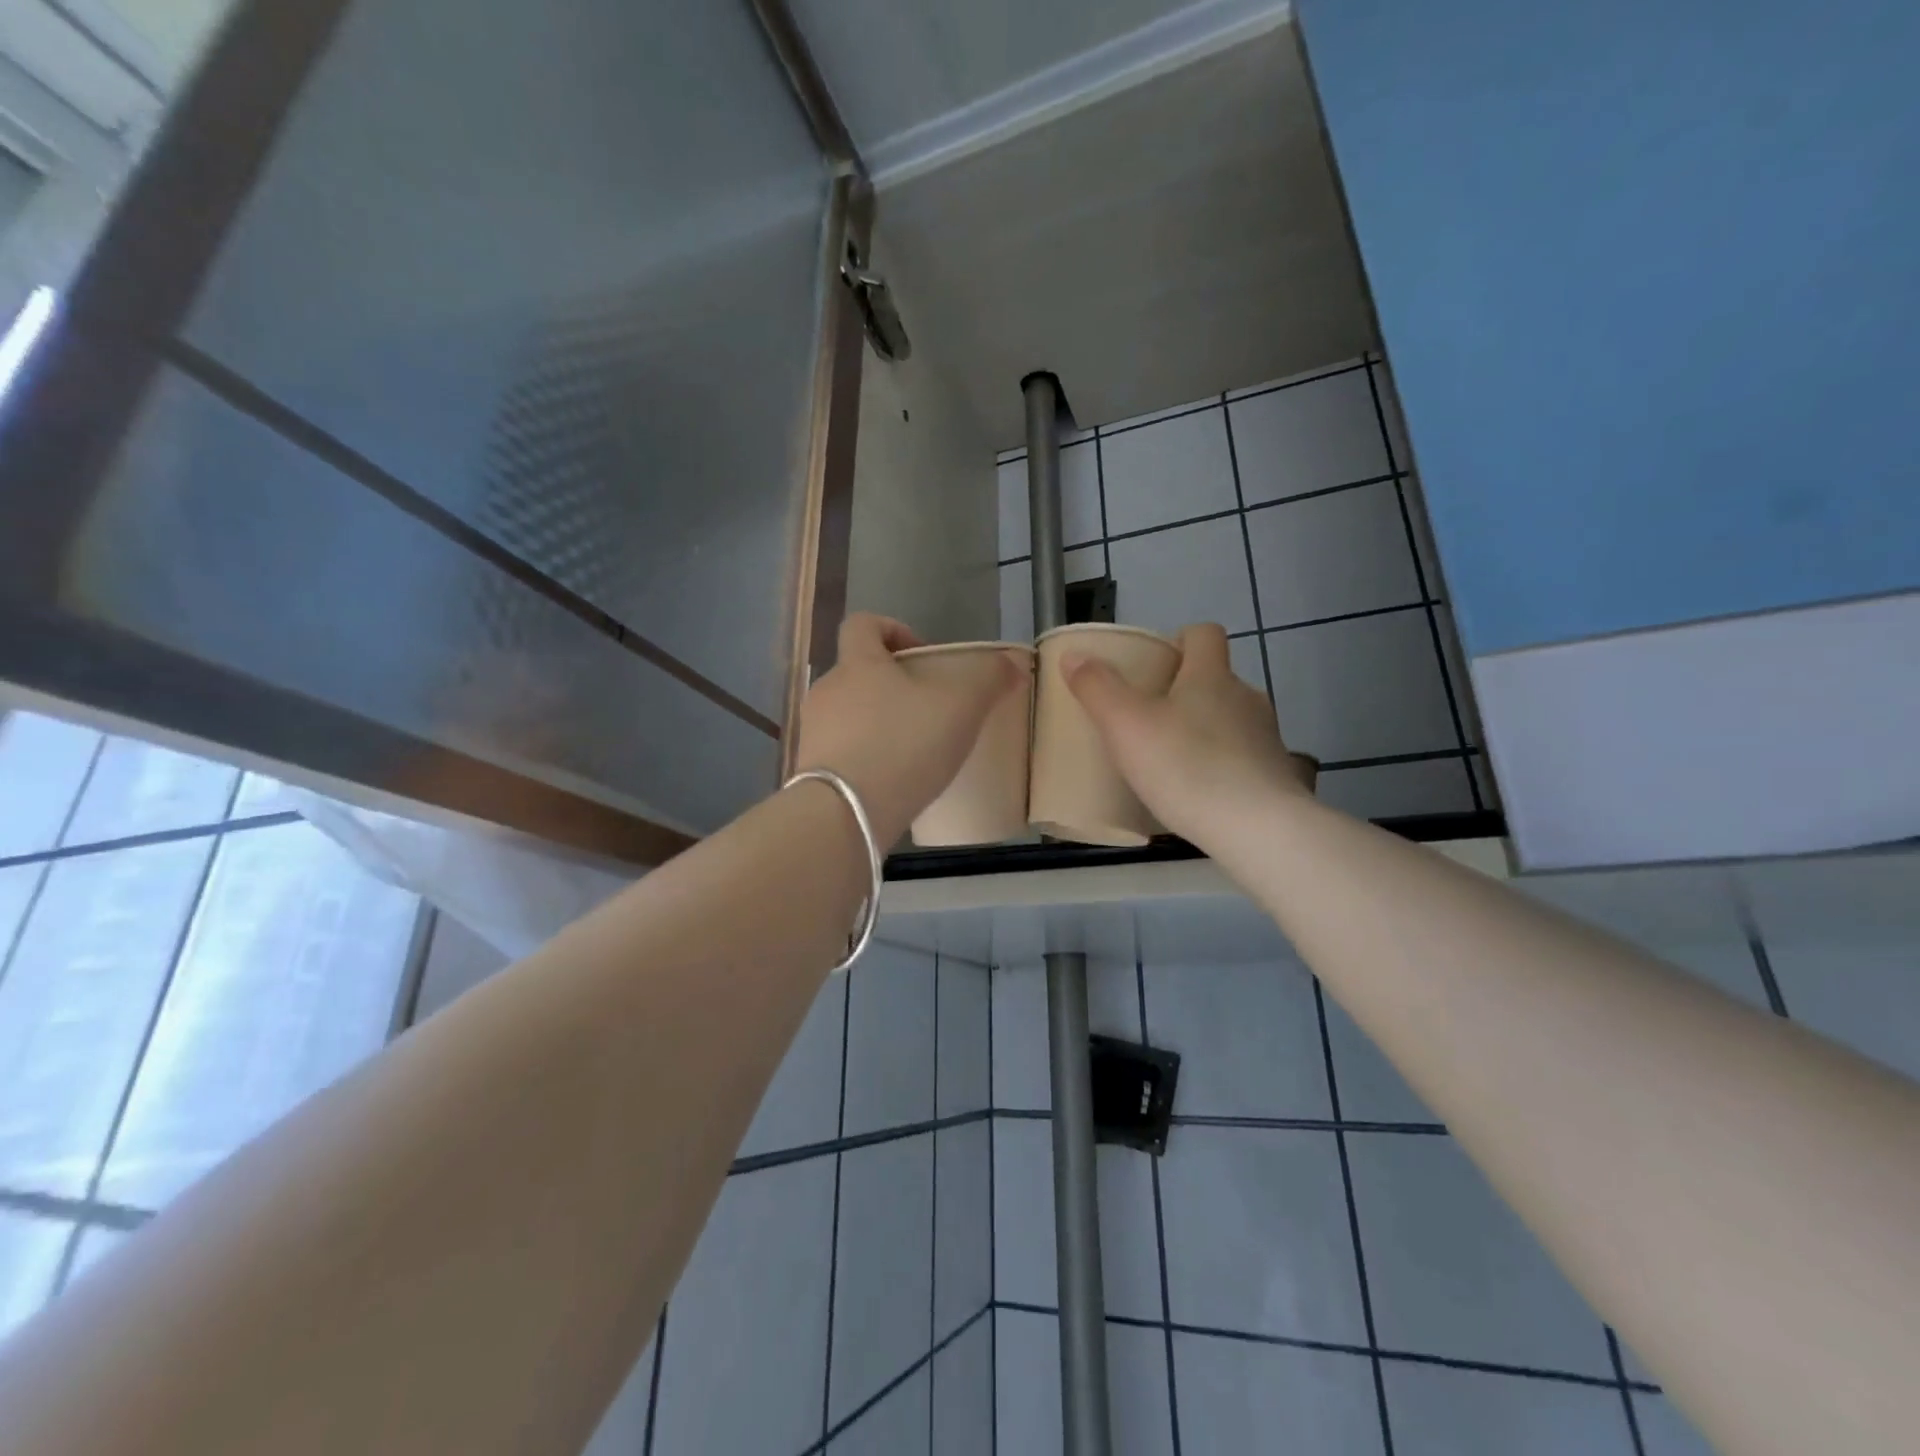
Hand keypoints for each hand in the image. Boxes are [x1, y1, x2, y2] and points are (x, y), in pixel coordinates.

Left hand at [796, 614, 1021, 846]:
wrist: (843, 814)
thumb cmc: (902, 745)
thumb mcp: (960, 707)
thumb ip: (988, 679)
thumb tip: (1013, 663)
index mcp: (857, 663)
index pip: (863, 624)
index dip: (893, 629)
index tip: (921, 655)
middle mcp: (827, 690)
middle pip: (858, 672)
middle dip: (893, 686)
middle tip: (928, 711)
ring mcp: (813, 731)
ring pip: (849, 714)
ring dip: (879, 724)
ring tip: (914, 751)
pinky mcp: (811, 770)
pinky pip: (842, 752)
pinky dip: (866, 758)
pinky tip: (893, 781)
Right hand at [1063, 622, 1306, 845]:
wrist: (1257, 829)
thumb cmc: (1186, 766)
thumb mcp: (1125, 725)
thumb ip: (1097, 687)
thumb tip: (1074, 655)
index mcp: (1211, 675)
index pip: (1205, 634)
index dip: (1180, 640)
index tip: (1154, 662)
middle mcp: (1245, 697)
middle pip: (1215, 679)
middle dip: (1185, 691)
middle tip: (1148, 717)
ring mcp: (1266, 738)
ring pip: (1230, 719)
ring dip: (1203, 730)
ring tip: (1170, 758)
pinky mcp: (1276, 776)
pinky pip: (1241, 758)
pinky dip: (1220, 766)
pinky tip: (1196, 792)